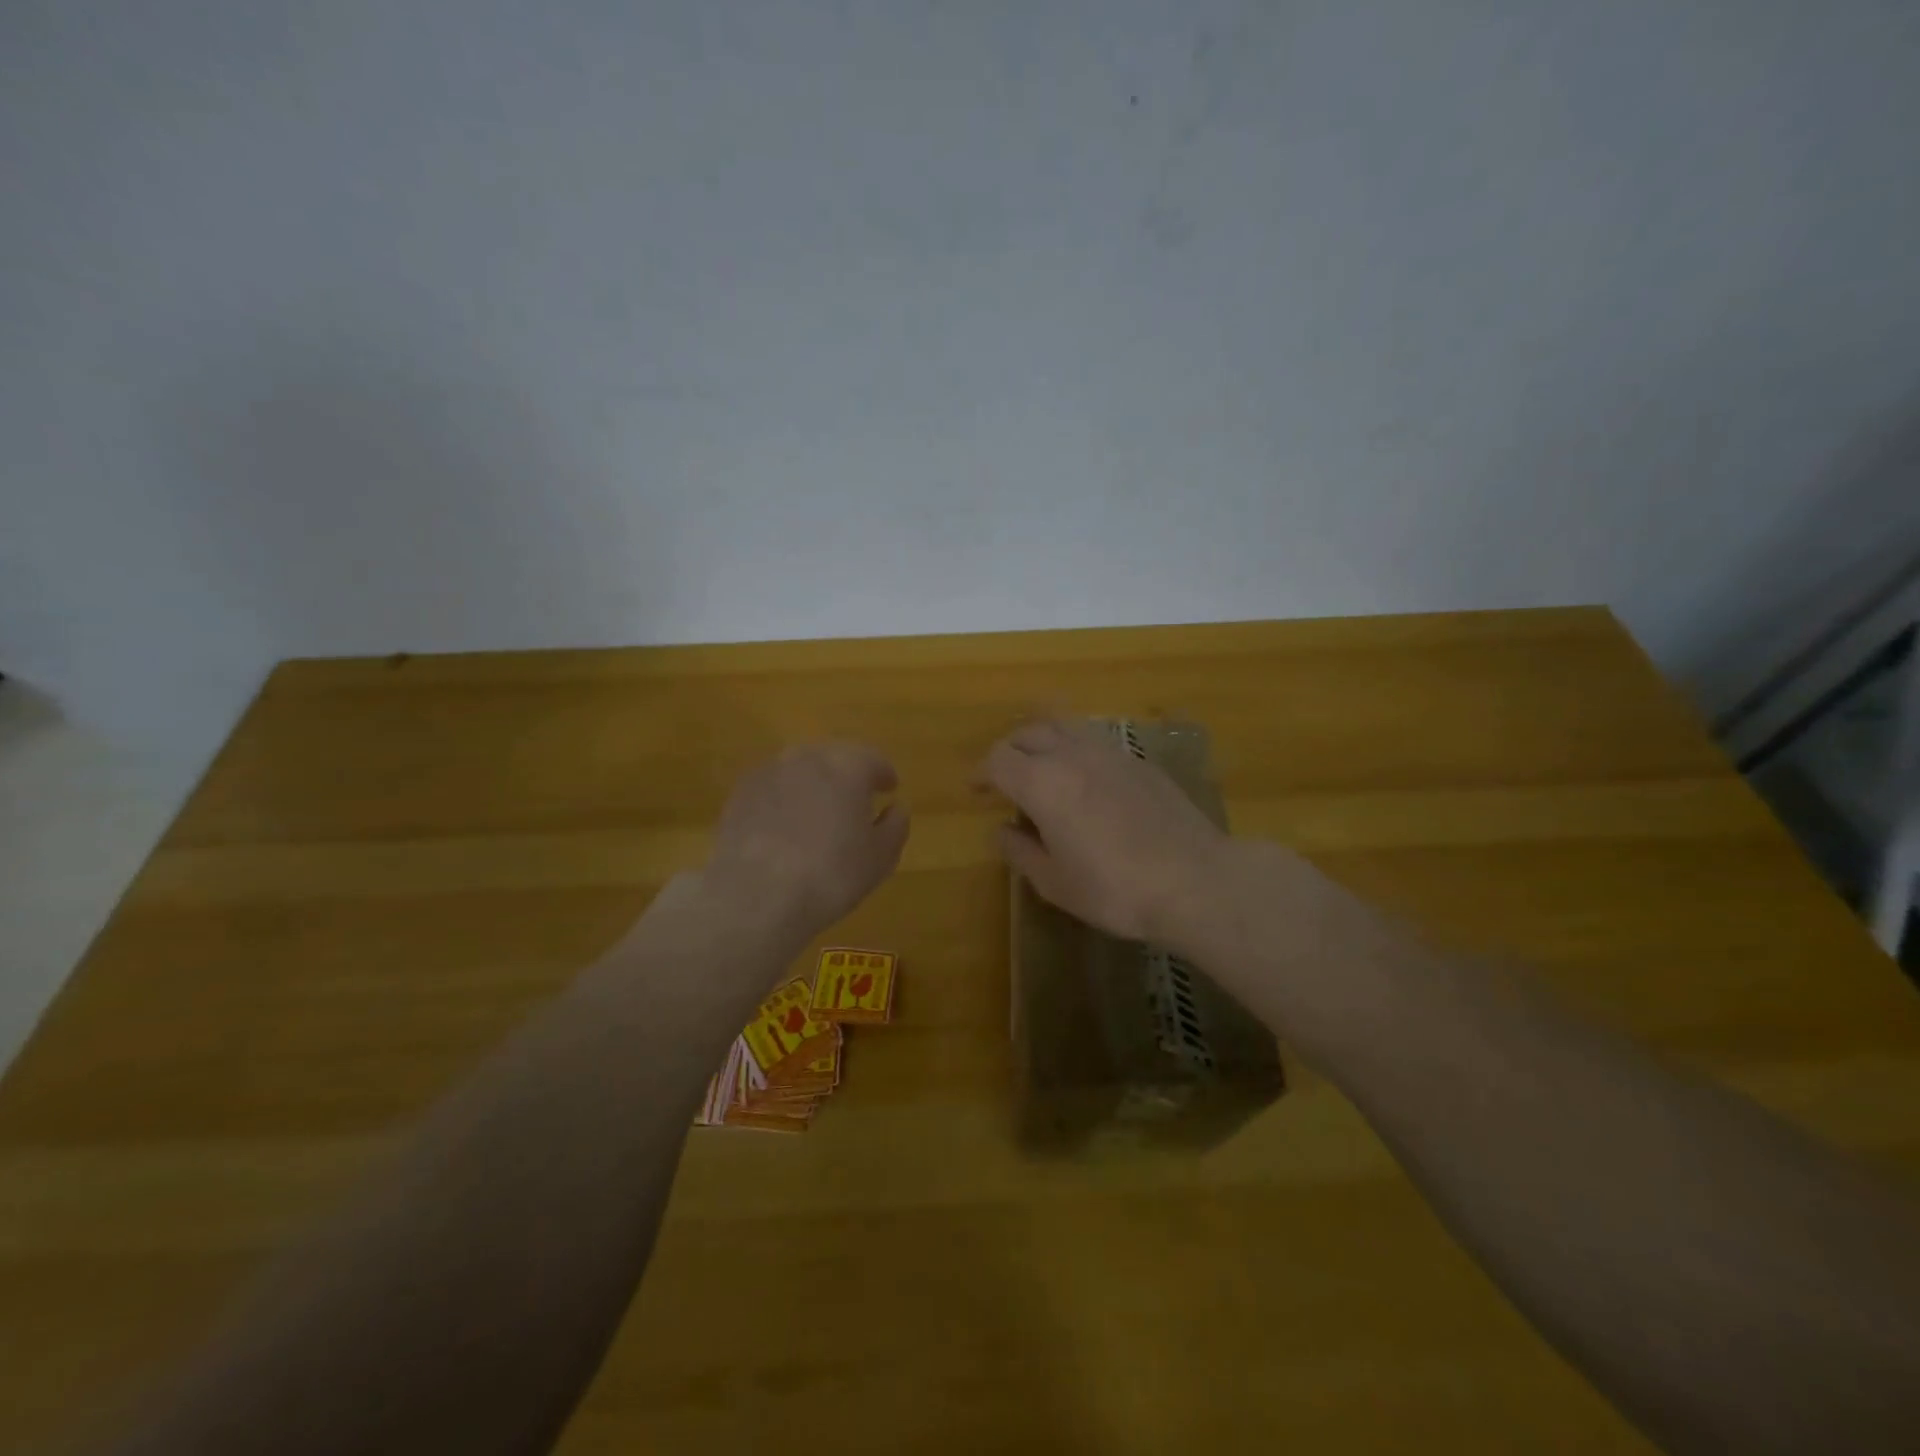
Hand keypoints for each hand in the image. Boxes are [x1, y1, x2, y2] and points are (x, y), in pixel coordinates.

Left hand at [705, 743, 909, 934]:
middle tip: (855, 799)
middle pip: (835, 757)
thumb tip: (896, 807)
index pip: (873, 759)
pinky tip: (786, 825)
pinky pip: (774, 786)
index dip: (884, 774)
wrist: (756, 895)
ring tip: (819, 812)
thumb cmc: (831, 875)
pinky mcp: (741, 792)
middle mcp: (808, 757)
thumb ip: (895, 825)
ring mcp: (769, 771)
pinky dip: (785, 798)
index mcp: (848, 766)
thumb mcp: (880, 857)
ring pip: (800, 769)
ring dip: (814, 783)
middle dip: (847, 774)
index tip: (889, 789)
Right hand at [978, 719, 1229, 943]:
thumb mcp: (1054, 883)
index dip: (981, 773)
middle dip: (1008, 751)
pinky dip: (1075, 748)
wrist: (1194, 880)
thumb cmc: (1115, 889)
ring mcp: (1110, 753)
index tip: (977, 791)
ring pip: (1064, 726)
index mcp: (1043, 783)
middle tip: (1004, 778)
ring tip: (1041, 767)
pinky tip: (1084, 778)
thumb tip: (1001, 830)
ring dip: (1042, 741)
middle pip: (1028, 733)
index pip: (998, 759)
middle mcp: (1072, 755)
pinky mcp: (1139, 761)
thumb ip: (1020, 851)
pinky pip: (1094, 740)